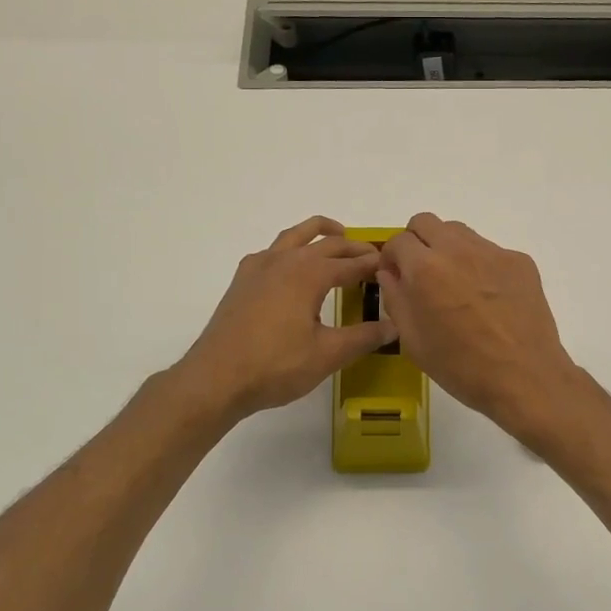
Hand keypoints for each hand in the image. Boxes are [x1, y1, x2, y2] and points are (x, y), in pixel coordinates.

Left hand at [174, 217, 396, 425]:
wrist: (216, 378)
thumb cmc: (275, 366)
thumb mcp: (327, 354)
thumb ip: (363, 337)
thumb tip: (395, 326)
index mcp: (309, 274)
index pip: (351, 263)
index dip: (373, 264)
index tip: (392, 266)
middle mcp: (285, 261)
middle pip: (326, 244)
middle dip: (352, 248)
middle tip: (373, 256)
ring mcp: (259, 268)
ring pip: (295, 236)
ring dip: (319, 232)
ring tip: (337, 235)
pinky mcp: (242, 281)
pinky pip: (272, 251)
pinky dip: (290, 248)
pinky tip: (292, 266)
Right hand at [377, 214, 583, 436]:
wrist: (524, 377)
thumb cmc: (461, 367)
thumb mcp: (413, 341)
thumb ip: (396, 299)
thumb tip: (391, 274)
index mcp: (425, 268)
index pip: (397, 241)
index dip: (392, 258)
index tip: (397, 277)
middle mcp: (458, 249)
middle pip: (426, 222)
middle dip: (417, 242)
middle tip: (421, 273)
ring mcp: (492, 252)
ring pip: (459, 232)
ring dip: (448, 249)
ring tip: (455, 285)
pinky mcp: (520, 261)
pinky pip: (489, 251)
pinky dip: (480, 265)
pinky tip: (488, 299)